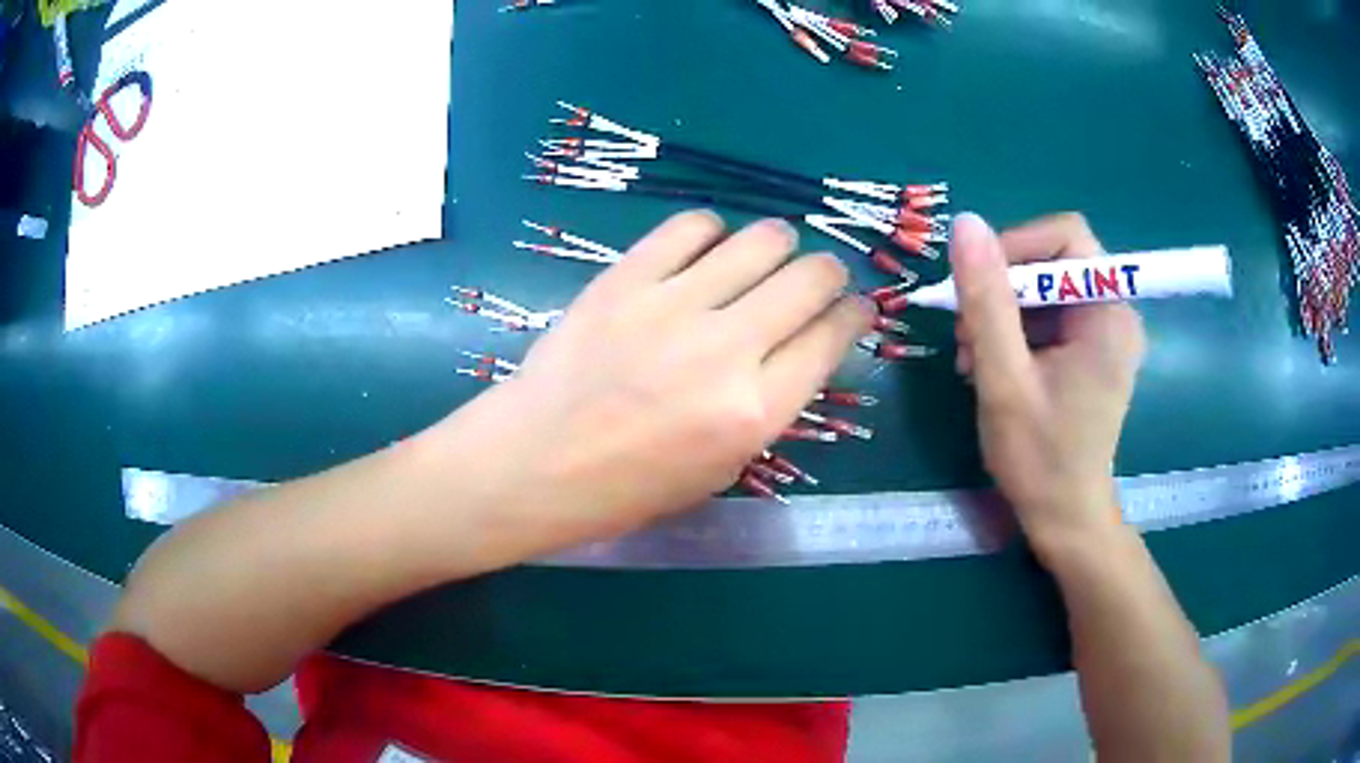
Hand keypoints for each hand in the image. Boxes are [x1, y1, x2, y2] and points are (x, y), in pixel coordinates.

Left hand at [456, 211, 871, 546]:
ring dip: (779, 243)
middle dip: (829, 273)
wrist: (534, 463)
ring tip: (769, 253)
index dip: (855, 315)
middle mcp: (725, 350)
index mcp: (754, 413)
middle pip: (810, 279)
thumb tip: (801, 349)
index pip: (832, 339)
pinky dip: (710, 231)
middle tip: (818, 278)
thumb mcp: (720, 470)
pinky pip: (689, 227)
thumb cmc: (627, 487)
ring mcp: (672, 306)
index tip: (856, 307)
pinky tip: (706, 247)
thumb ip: (769, 407)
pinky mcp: (625, 278)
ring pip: (760, 240)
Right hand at [950, 212, 1145, 556]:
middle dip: (1002, 289)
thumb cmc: (1040, 457)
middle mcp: (1114, 311)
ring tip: (972, 358)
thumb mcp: (1004, 378)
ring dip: (1001, 313)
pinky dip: (1014, 331)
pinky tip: (989, 364)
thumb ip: (987, 299)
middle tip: (966, 335)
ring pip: (1044, 288)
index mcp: (1108, 313)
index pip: (1066, 238)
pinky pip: (1047, 315)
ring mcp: (1103, 332)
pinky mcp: (1091, 350)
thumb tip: (966, 223)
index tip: (978, 287)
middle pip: (1053, 261)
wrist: (1065, 517)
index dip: (1017, 247)